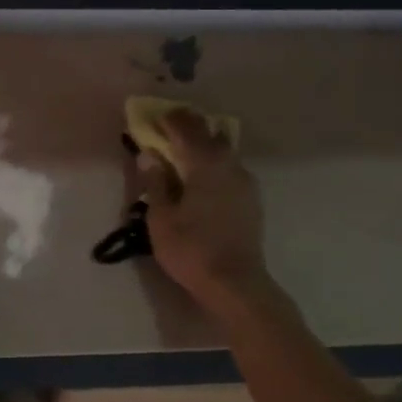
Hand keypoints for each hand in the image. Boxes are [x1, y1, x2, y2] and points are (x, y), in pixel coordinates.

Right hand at [139, 108, 274, 312]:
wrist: (236, 284)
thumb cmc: (191, 248)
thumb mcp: (161, 217)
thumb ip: (155, 182)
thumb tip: (149, 155)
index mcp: (204, 164)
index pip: (185, 129)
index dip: (168, 120)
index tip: (152, 117)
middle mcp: (229, 165)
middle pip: (209, 133)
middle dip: (188, 126)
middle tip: (167, 127)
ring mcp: (245, 182)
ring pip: (223, 150)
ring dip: (203, 144)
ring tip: (184, 151)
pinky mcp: (251, 199)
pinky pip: (230, 168)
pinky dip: (214, 163)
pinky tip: (203, 177)